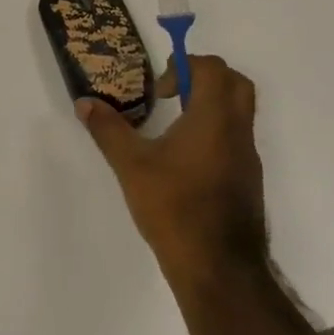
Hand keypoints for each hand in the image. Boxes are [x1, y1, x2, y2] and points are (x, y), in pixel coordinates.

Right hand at [77, 53, 267, 290]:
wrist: (219, 269)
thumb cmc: (174, 207)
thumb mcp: (131, 165)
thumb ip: (108, 129)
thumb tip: (85, 103)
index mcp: (214, 118)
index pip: (212, 68)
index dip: (184, 66)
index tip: (160, 89)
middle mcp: (238, 131)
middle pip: (236, 83)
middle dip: (204, 77)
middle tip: (172, 94)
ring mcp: (248, 158)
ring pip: (240, 112)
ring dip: (210, 106)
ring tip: (173, 126)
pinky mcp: (248, 181)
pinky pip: (237, 139)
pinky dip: (215, 132)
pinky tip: (185, 160)